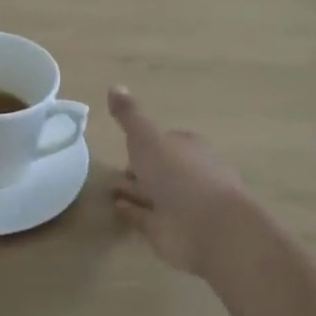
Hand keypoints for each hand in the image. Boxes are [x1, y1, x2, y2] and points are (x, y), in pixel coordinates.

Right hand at [109, 86, 253, 278]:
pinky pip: (145, 217)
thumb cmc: (180, 175)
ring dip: (134, 191)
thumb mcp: (148, 138)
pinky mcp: (169, 229)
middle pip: (160, 168)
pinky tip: (115, 208)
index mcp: (188, 148)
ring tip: (109, 189)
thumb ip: (130, 117)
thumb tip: (114, 86)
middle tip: (116, 168)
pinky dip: (132, 212)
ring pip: (152, 194)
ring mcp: (179, 204)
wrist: (207, 227)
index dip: (148, 141)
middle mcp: (186, 174)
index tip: (128, 142)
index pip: (168, 140)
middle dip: (141, 167)